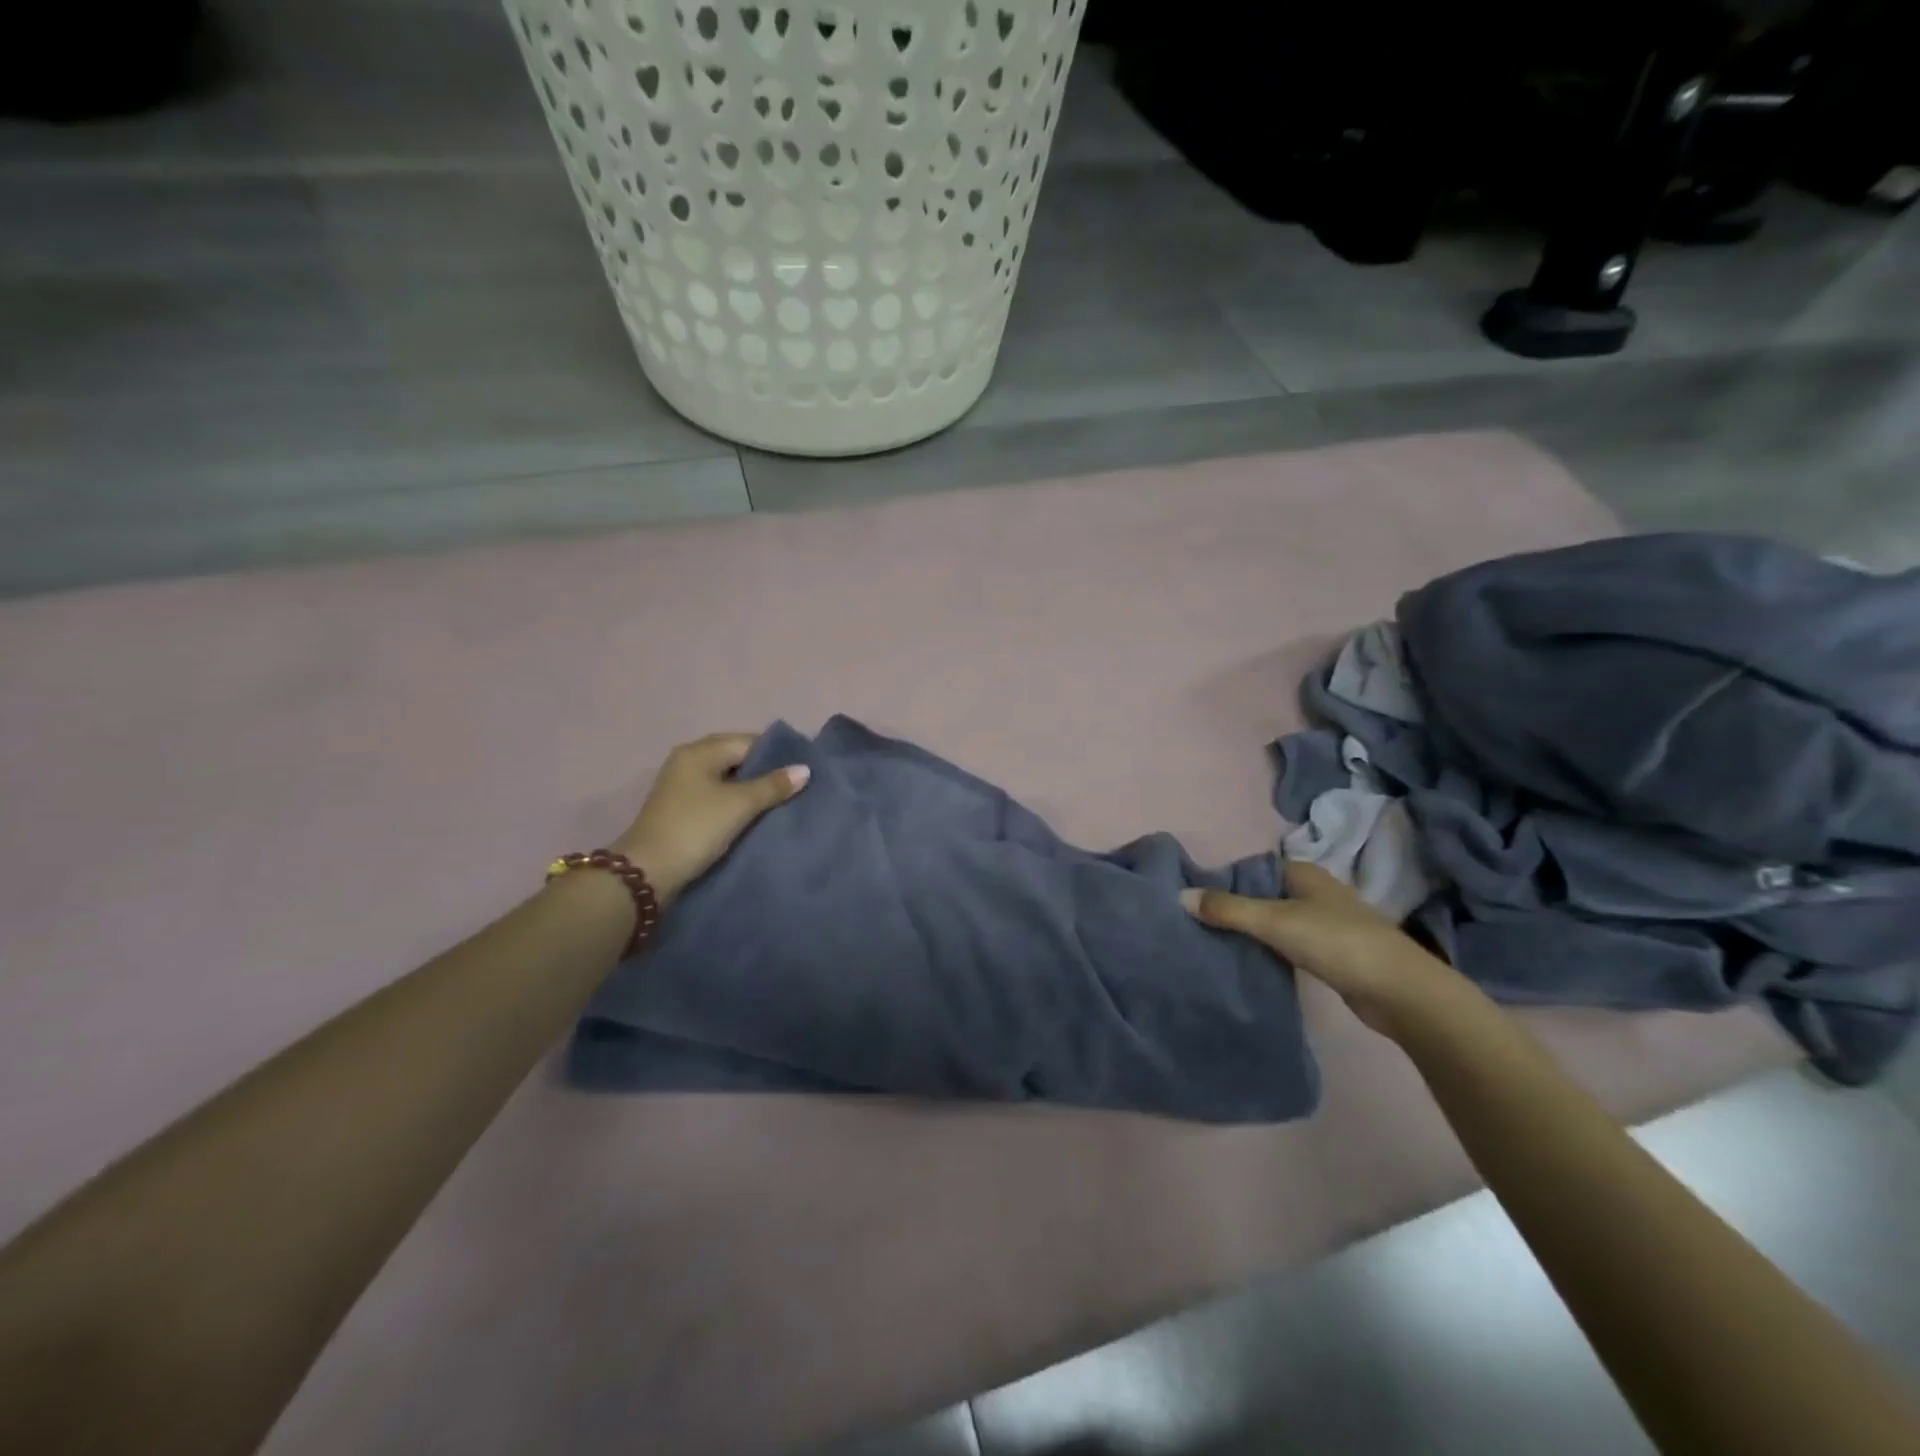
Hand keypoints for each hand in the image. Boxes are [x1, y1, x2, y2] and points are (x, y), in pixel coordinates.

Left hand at [612, 733, 809, 905]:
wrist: (648, 873)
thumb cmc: (696, 828)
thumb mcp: (740, 805)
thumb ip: (773, 785)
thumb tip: (805, 769)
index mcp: (699, 751)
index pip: (748, 741)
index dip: (776, 755)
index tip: (802, 772)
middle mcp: (687, 762)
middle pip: (736, 758)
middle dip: (764, 773)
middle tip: (795, 788)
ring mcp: (681, 786)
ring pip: (726, 780)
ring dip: (750, 790)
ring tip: (780, 803)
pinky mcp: (680, 810)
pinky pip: (716, 797)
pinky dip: (735, 803)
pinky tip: (754, 817)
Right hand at [1182, 862, 1473, 1038]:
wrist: (1399, 991)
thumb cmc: (1336, 942)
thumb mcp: (1274, 921)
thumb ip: (1227, 909)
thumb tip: (1180, 896)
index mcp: (1304, 872)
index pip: (1253, 868)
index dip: (1225, 880)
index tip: (1194, 898)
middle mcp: (1315, 892)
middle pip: (1263, 894)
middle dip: (1234, 907)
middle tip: (1197, 923)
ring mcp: (1326, 923)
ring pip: (1276, 920)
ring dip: (1252, 930)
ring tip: (1215, 943)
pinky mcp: (1332, 954)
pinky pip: (1288, 944)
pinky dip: (1269, 949)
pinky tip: (1250, 961)